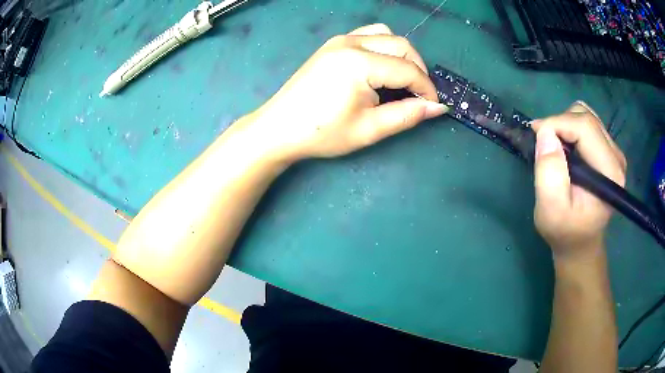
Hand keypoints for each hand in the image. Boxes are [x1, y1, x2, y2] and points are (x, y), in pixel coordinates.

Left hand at [242, 24, 447, 160]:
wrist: (279, 128)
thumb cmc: (322, 133)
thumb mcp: (369, 129)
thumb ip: (407, 115)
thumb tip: (437, 107)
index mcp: (360, 63)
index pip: (408, 69)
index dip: (426, 88)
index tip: (433, 105)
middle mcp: (351, 43)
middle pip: (401, 45)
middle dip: (418, 69)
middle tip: (420, 95)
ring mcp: (340, 40)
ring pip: (386, 35)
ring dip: (402, 54)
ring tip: (403, 80)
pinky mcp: (333, 44)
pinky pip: (368, 35)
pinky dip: (383, 47)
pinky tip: (381, 67)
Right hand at [531, 102, 626, 259]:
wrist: (580, 242)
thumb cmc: (565, 231)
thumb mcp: (550, 210)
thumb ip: (549, 172)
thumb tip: (545, 133)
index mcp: (609, 172)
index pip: (584, 127)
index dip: (557, 124)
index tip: (535, 135)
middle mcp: (616, 157)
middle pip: (586, 118)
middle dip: (560, 124)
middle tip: (544, 145)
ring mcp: (614, 152)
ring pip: (586, 115)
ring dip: (566, 125)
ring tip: (557, 149)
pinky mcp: (609, 151)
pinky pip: (588, 123)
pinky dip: (572, 128)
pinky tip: (567, 148)